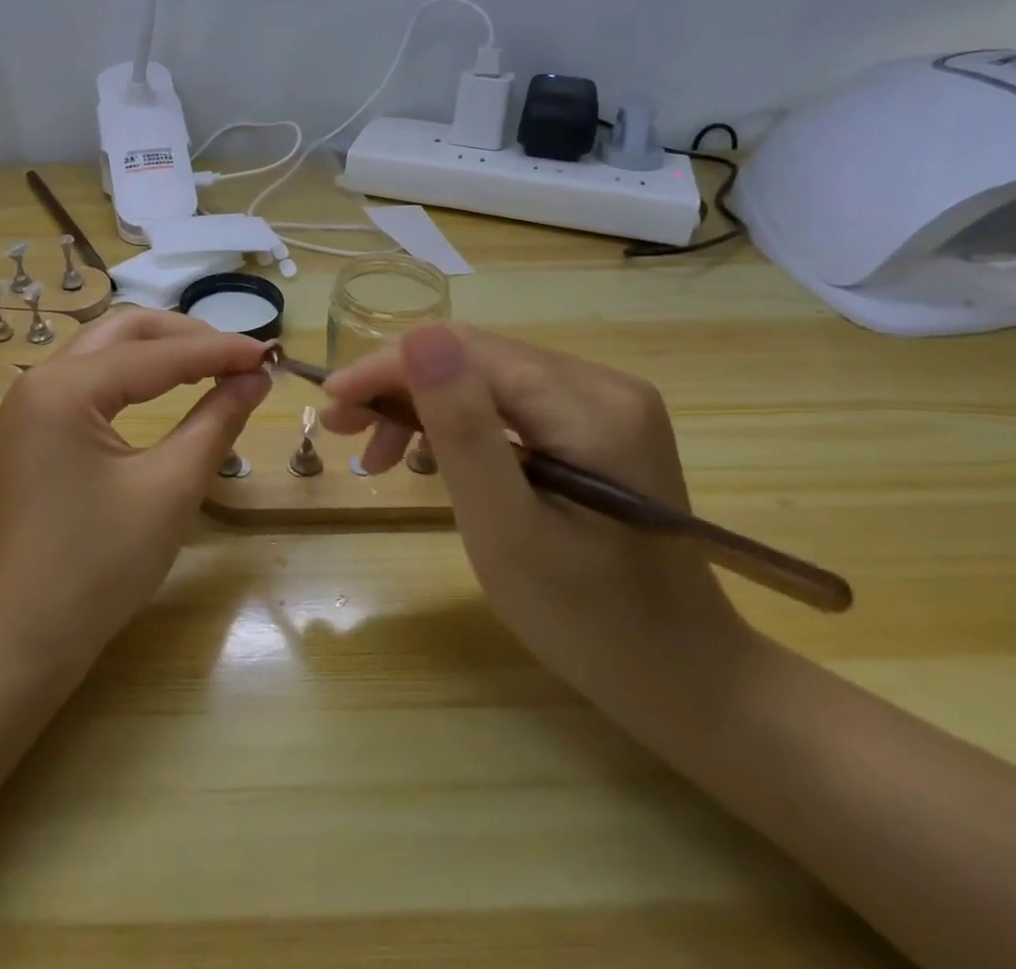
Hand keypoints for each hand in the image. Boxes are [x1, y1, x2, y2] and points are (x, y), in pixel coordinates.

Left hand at [0, 309, 270, 666]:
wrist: (18, 643)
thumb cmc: (96, 568)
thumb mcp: (169, 490)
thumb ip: (216, 422)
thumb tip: (256, 378)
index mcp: (65, 387)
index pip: (157, 353)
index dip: (219, 350)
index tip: (271, 353)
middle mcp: (40, 379)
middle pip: (124, 331)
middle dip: (186, 337)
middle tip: (239, 357)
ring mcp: (31, 404)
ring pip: (105, 351)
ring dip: (160, 351)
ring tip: (213, 366)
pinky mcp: (34, 429)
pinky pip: (91, 380)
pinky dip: (135, 376)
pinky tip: (167, 389)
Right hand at [321, 324, 747, 705]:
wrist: (685, 679)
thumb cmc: (587, 621)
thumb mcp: (506, 530)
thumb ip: (462, 429)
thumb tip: (419, 336)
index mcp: (590, 405)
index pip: (467, 353)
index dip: (389, 369)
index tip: (330, 403)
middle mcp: (605, 384)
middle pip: (476, 359)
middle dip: (400, 388)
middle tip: (344, 432)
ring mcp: (606, 402)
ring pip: (487, 377)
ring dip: (424, 405)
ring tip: (379, 455)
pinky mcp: (599, 424)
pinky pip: (510, 401)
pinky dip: (460, 423)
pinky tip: (432, 454)